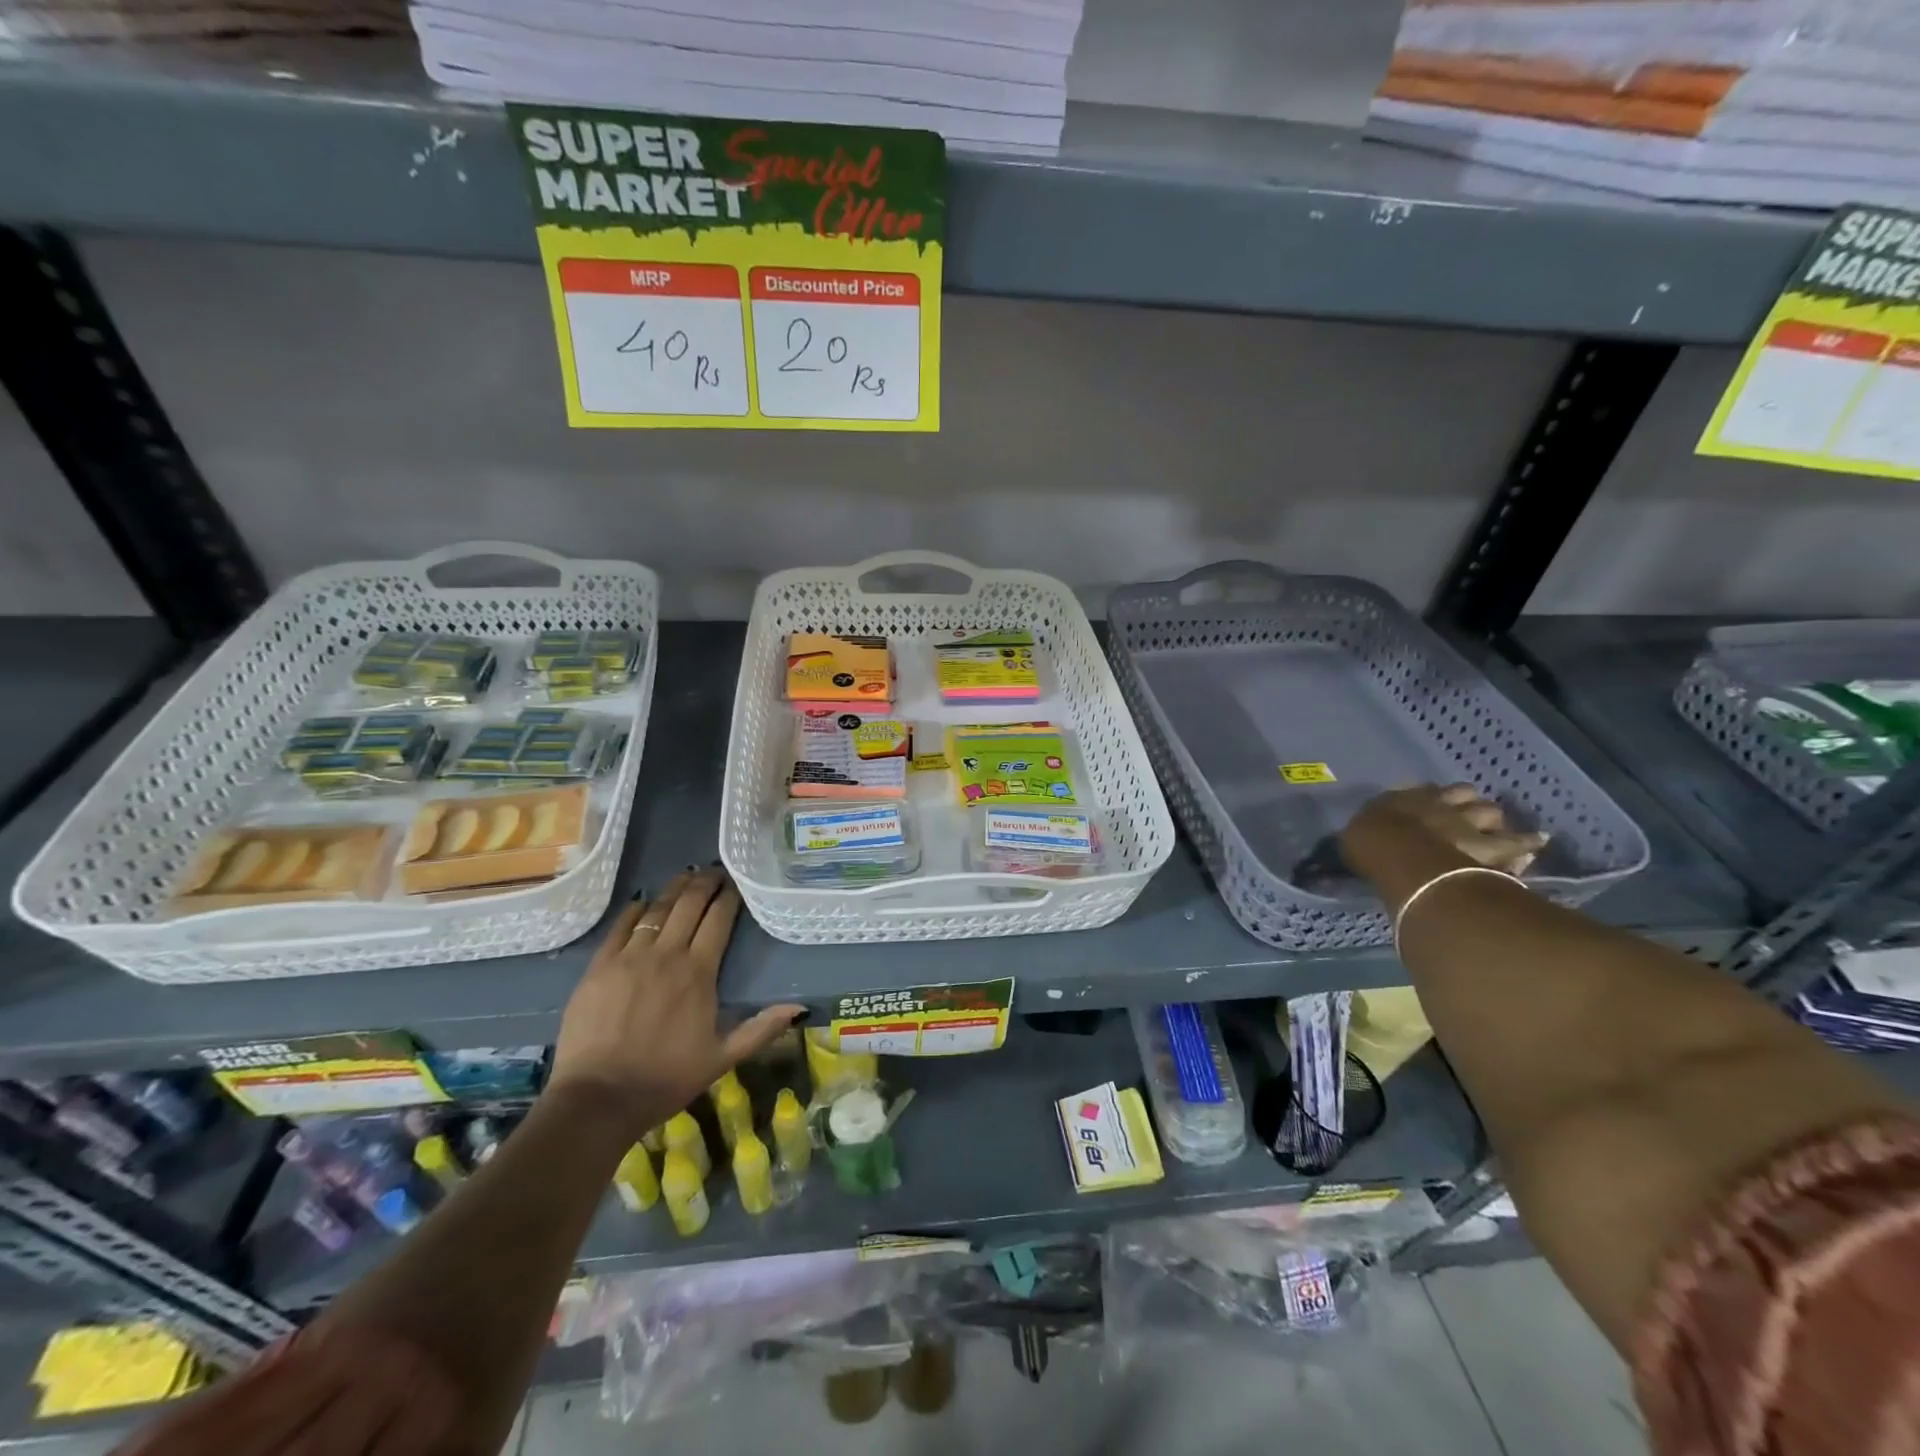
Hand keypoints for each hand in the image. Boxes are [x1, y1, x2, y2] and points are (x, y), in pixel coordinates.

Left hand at [548, 869, 803, 1138]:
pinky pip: (620, 927)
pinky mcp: (599, 966)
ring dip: (674, 890)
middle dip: (704, 883)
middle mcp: (667, 954)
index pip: (719, 920)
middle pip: (689, 905)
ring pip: (657, 910)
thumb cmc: (666, 1078)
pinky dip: (634, 910)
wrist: (599, 1099)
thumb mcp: (722, 1058)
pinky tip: (642, 902)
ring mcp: (630, 957)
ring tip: (685, 876)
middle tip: (714, 871)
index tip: (735, 884)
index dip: (729, 898)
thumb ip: (761, 1028)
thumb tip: (800, 1007)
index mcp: (699, 973)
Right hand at [1343, 784, 1548, 879]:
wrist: (1399, 854)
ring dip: (1492, 820)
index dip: (1433, 800)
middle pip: (1464, 796)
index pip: (1425, 792)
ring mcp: (1468, 821)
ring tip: (1495, 830)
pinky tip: (1537, 841)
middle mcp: (1440, 803)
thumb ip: (1369, 831)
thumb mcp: (1358, 834)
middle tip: (1467, 819)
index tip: (1433, 809)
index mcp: (1406, 799)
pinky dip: (1527, 842)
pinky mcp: (1491, 845)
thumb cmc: (1370, 844)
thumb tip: (1368, 835)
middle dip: (1467, 805)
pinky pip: (1516, 842)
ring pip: (1490, 812)